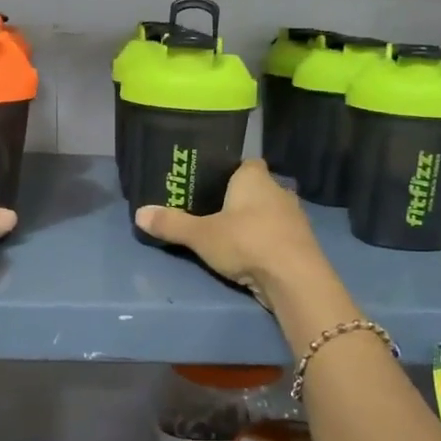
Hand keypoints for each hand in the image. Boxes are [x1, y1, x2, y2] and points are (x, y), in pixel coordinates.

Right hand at [135, 160, 332, 308]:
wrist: (294, 278)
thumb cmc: (246, 242)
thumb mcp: (201, 235)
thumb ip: (171, 224)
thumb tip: (139, 213)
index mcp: (255, 177)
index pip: (245, 163)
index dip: (230, 171)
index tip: (212, 184)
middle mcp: (278, 190)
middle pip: (257, 188)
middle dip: (239, 199)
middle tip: (214, 212)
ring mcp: (294, 217)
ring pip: (270, 212)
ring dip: (255, 222)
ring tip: (230, 236)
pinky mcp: (302, 243)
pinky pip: (279, 235)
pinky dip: (266, 242)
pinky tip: (252, 255)